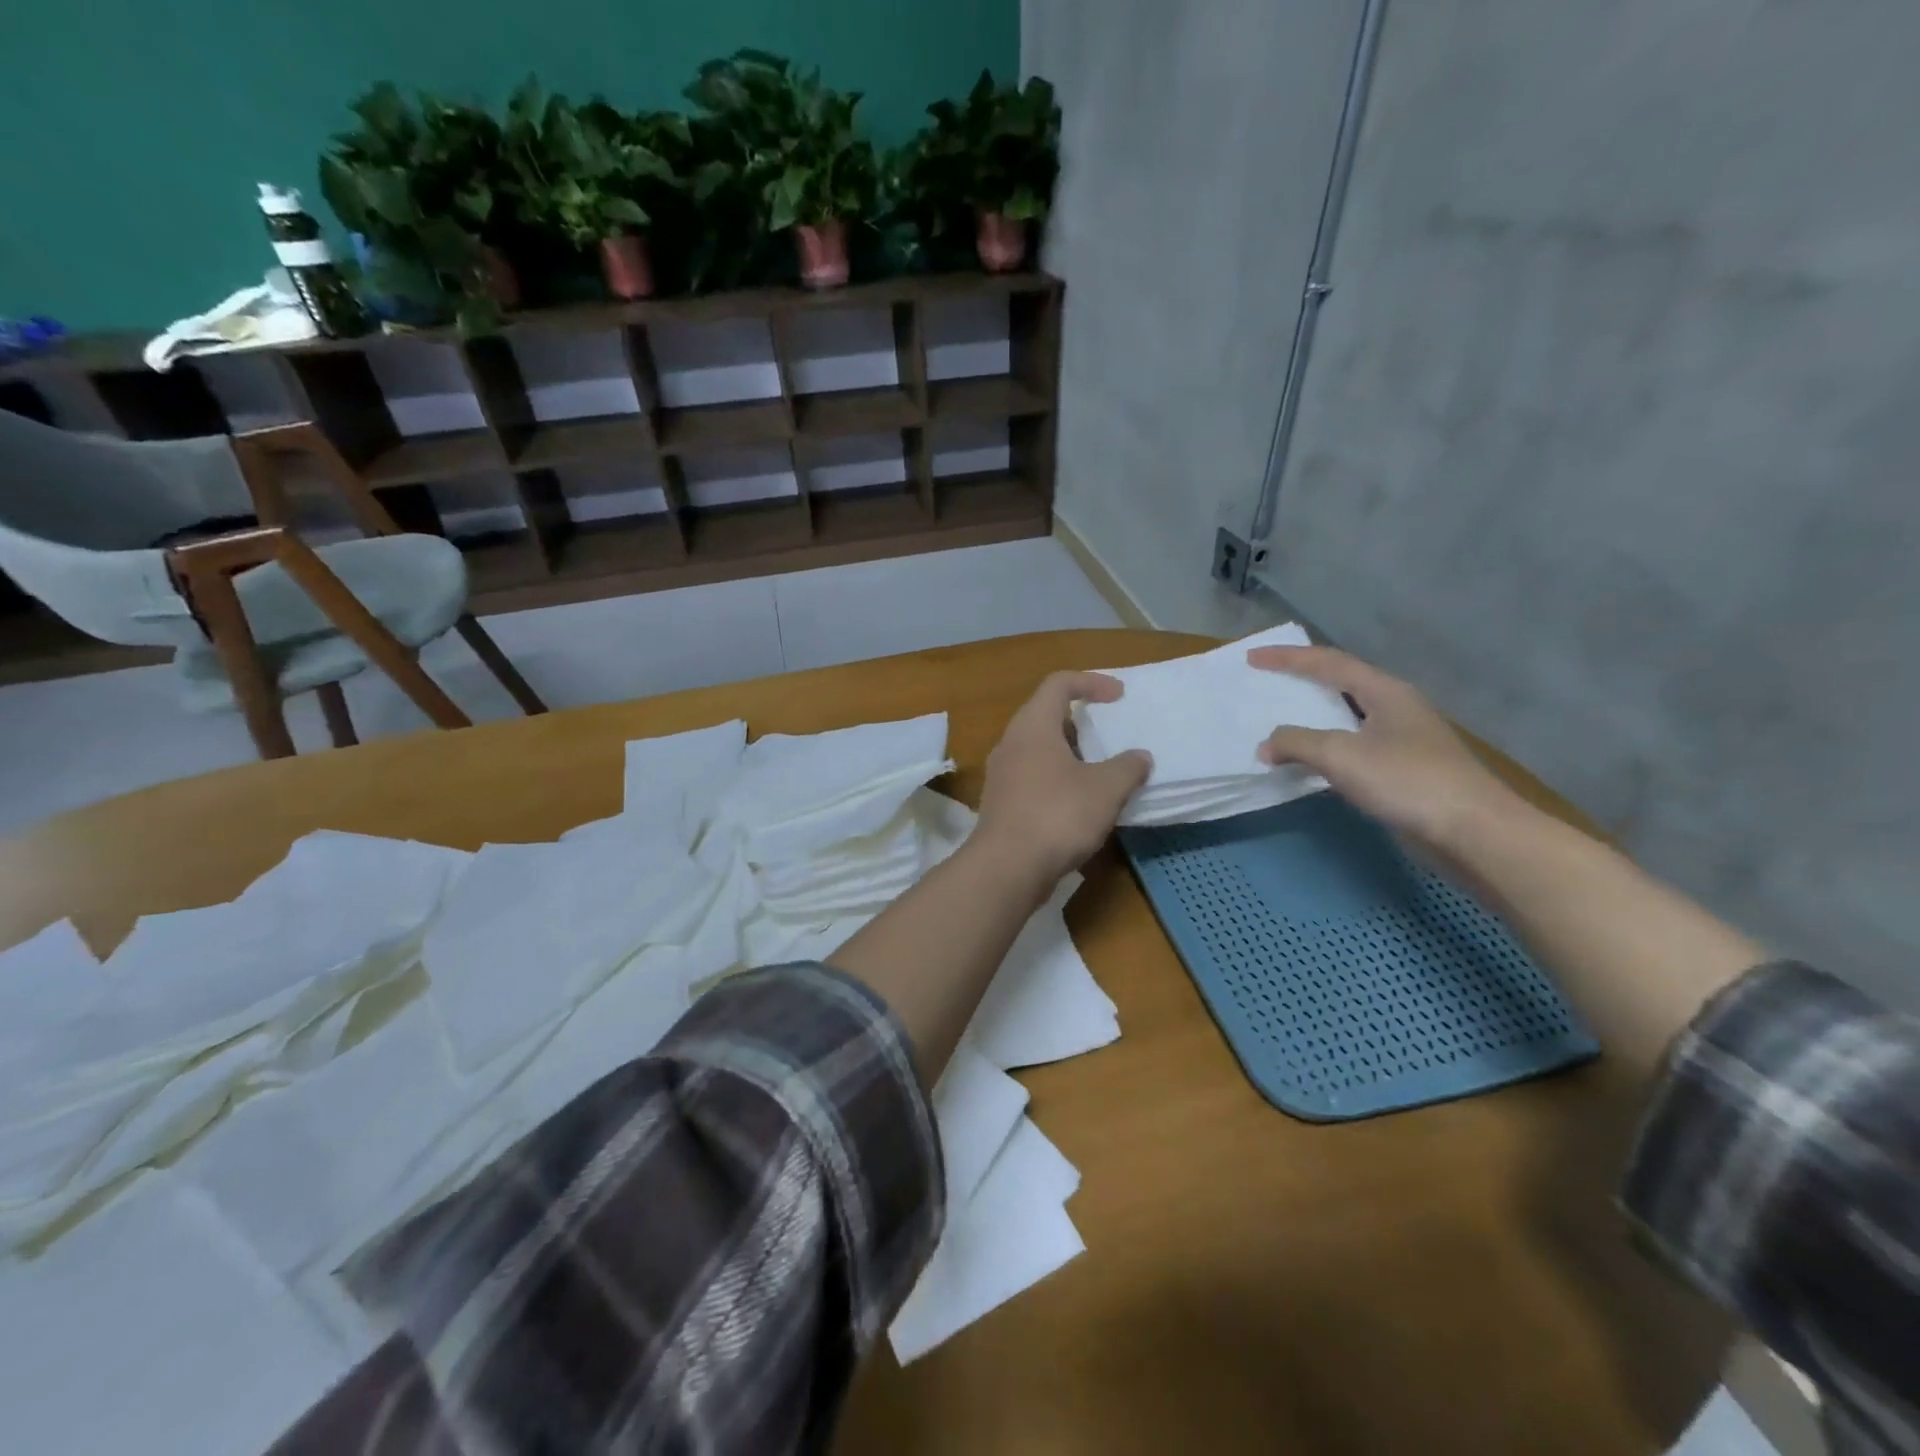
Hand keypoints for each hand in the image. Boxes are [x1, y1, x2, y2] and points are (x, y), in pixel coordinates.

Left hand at [975, 671, 1152, 886]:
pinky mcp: (1001, 803)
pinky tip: (1078, 803)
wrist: (1006, 868)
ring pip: (1038, 749)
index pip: (1059, 683)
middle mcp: (1010, 743)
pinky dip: (1057, 779)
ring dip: (1069, 753)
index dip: (1091, 682)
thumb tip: (1140, 757)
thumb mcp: (1106, 789)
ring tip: (1099, 771)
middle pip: (1045, 714)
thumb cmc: (1057, 815)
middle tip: (1108, 734)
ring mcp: (1001, 774)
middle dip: (1080, 720)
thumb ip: (1127, 767)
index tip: (1120, 697)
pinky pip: (1032, 776)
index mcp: (1033, 726)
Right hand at [1248, 645, 1523, 855]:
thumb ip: (1297, 742)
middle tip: (1267, 681)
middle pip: (1341, 682)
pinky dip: (1324, 744)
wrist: (1472, 831)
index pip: (1328, 663)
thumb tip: (1266, 744)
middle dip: (1302, 679)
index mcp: (1385, 691)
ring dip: (1312, 714)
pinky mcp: (1403, 768)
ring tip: (1281, 717)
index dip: (1288, 658)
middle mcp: (1395, 707)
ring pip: (1347, 715)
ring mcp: (1402, 738)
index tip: (1253, 658)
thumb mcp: (1341, 755)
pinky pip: (1352, 745)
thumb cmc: (1407, 781)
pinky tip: (1310, 759)